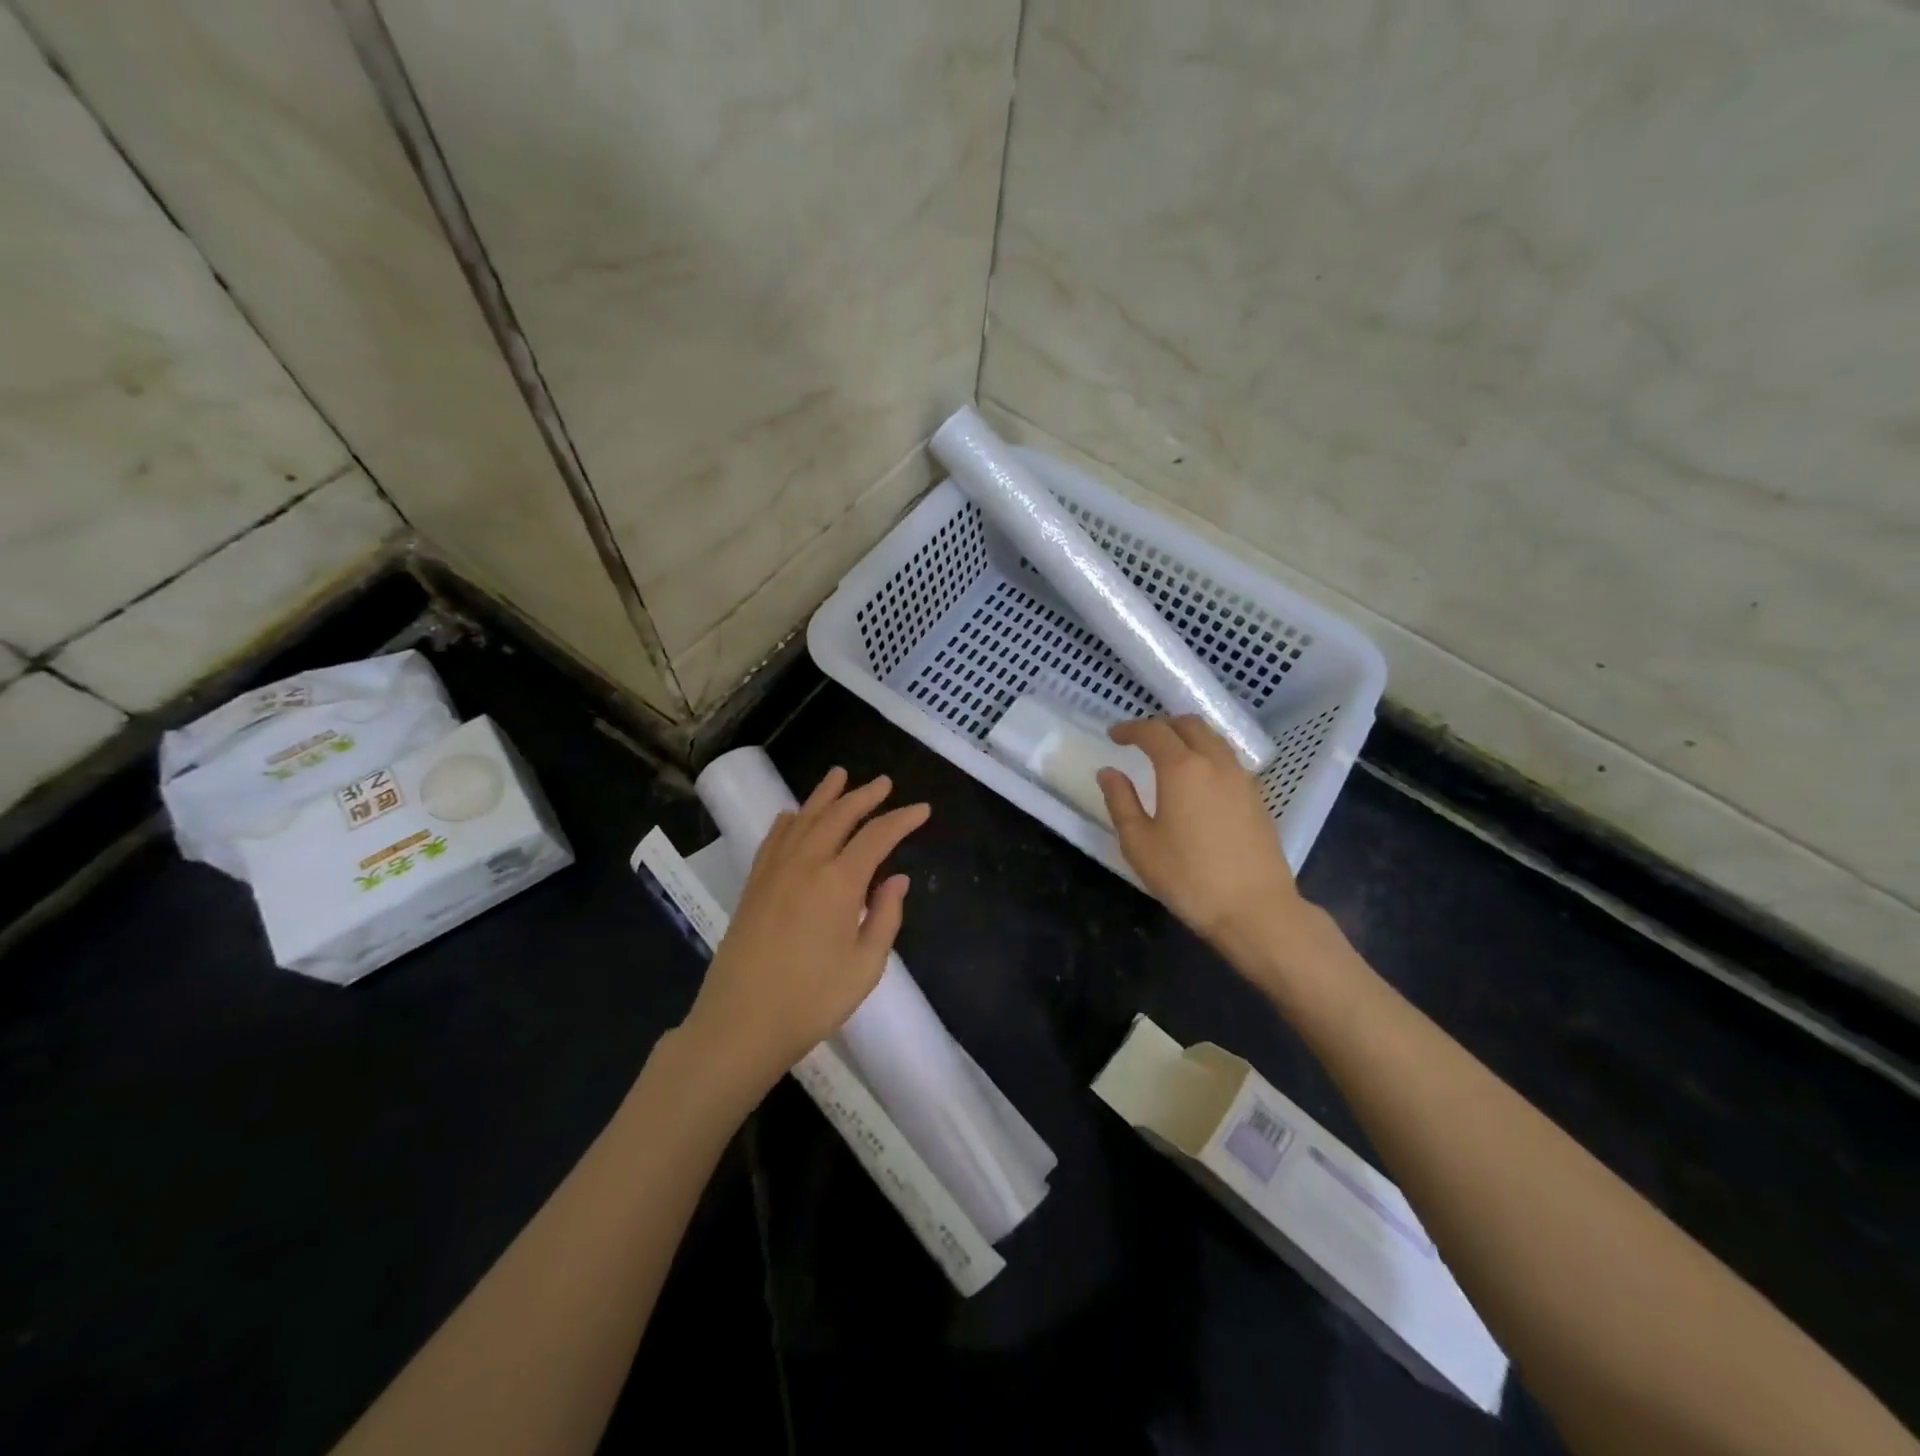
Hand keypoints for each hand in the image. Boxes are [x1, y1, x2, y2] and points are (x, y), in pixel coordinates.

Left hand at [684, 768, 929, 1092]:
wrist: (740, 1023)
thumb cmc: (812, 1000)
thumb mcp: (865, 966)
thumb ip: (885, 916)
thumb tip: (897, 879)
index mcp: (838, 882)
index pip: (877, 836)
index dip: (902, 819)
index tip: (923, 810)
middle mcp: (805, 863)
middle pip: (838, 815)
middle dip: (864, 795)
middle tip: (884, 783)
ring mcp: (774, 871)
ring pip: (803, 818)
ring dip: (825, 795)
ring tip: (840, 775)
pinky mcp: (754, 884)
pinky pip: (775, 837)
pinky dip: (790, 819)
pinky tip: (795, 815)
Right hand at [1097, 715, 1305, 947]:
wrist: (1255, 908)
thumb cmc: (1188, 877)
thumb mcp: (1139, 843)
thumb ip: (1121, 801)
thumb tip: (1109, 772)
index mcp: (1182, 768)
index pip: (1153, 731)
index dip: (1130, 728)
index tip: (1113, 736)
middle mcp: (1214, 762)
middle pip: (1188, 725)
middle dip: (1161, 725)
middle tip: (1140, 740)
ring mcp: (1241, 778)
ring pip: (1213, 738)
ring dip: (1187, 736)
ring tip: (1168, 754)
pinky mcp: (1257, 796)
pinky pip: (1227, 758)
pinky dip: (1206, 754)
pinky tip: (1197, 779)